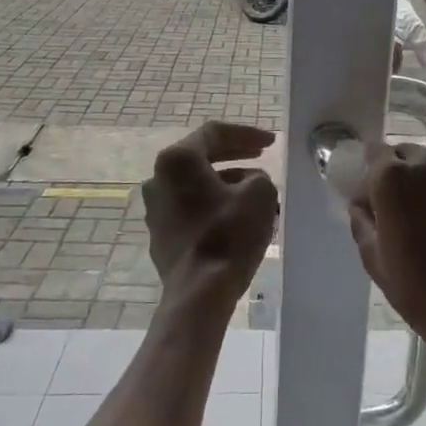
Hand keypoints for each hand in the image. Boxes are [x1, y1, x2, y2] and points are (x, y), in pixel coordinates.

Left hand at [142, 122, 278, 304]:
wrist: (199, 291)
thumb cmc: (229, 234)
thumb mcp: (260, 194)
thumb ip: (258, 176)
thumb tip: (249, 182)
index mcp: (178, 160)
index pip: (214, 133)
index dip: (246, 134)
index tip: (270, 143)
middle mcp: (158, 179)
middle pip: (200, 156)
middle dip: (234, 154)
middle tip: (261, 155)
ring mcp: (155, 208)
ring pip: (195, 183)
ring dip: (225, 180)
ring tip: (254, 189)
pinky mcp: (160, 233)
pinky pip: (190, 206)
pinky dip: (213, 202)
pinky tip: (235, 214)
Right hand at [347, 105, 425, 361]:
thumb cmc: (418, 291)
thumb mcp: (375, 259)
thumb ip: (362, 220)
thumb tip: (359, 200)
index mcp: (390, 180)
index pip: (376, 155)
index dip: (374, 169)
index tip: (376, 184)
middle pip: (408, 153)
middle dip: (405, 172)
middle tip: (411, 205)